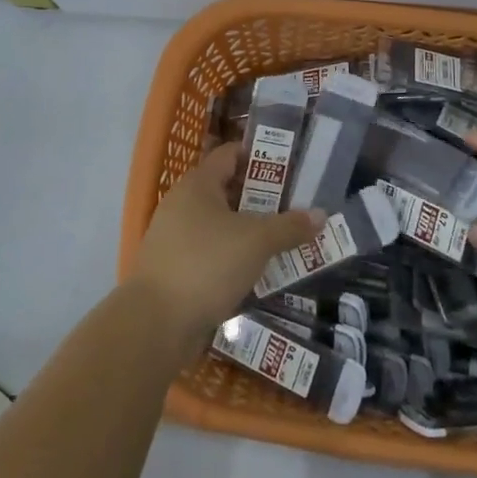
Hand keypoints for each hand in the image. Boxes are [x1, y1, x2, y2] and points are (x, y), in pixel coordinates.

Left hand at [127, 142, 323, 360]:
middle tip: (296, 205)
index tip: (290, 165)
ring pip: (221, 225)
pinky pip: (212, 253)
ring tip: (285, 239)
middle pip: (227, 190)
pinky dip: (235, 257)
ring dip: (250, 231)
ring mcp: (175, 237)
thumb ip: (289, 226)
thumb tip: (320, 214)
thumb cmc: (207, 264)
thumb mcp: (256, 242)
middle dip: (262, 198)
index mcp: (197, 184)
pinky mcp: (175, 268)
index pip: (230, 154)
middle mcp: (182, 204)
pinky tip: (259, 270)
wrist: (156, 322)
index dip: (259, 156)